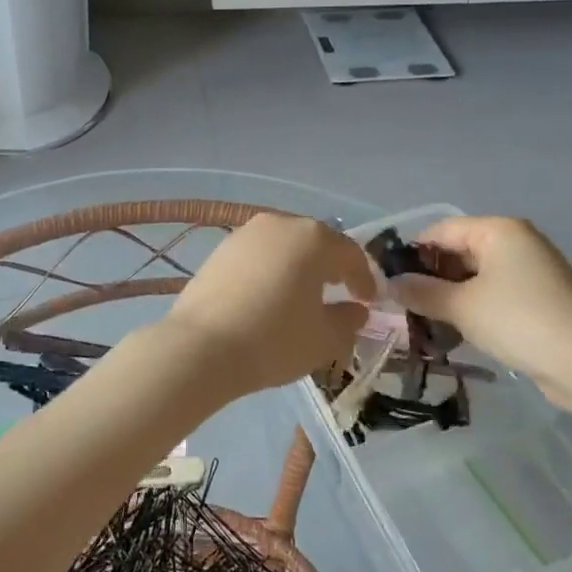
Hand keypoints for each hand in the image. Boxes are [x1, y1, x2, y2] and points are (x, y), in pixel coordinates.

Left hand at [163, 214, 374, 398]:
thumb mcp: (324, 339)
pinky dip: (272, 269)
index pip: (350, 254)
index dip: (364, 278)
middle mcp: (280, 224)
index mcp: (313, 238)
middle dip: (332, 266)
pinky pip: (259, 255)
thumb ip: (348, 320)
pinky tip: (271, 294)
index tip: (369, 301)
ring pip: (285, 245)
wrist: (201, 347)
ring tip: (305, 294)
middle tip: (341, 291)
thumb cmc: (274, 340)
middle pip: (316, 242)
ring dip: (300, 265)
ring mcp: (246, 234)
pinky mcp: (221, 249)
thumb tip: (355, 310)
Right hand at [385, 217, 571, 415]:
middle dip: (429, 278)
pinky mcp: (540, 299)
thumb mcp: (461, 307)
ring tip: (422, 322)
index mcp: (498, 230)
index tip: (386, 281)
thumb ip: (420, 292)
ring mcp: (531, 271)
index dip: (410, 253)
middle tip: (401, 305)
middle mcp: (516, 242)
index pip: (440, 230)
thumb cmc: (519, 321)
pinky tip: (454, 332)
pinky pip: (494, 295)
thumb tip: (388, 284)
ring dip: (448, 297)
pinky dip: (472, 309)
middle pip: (458, 252)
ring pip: (474, 277)